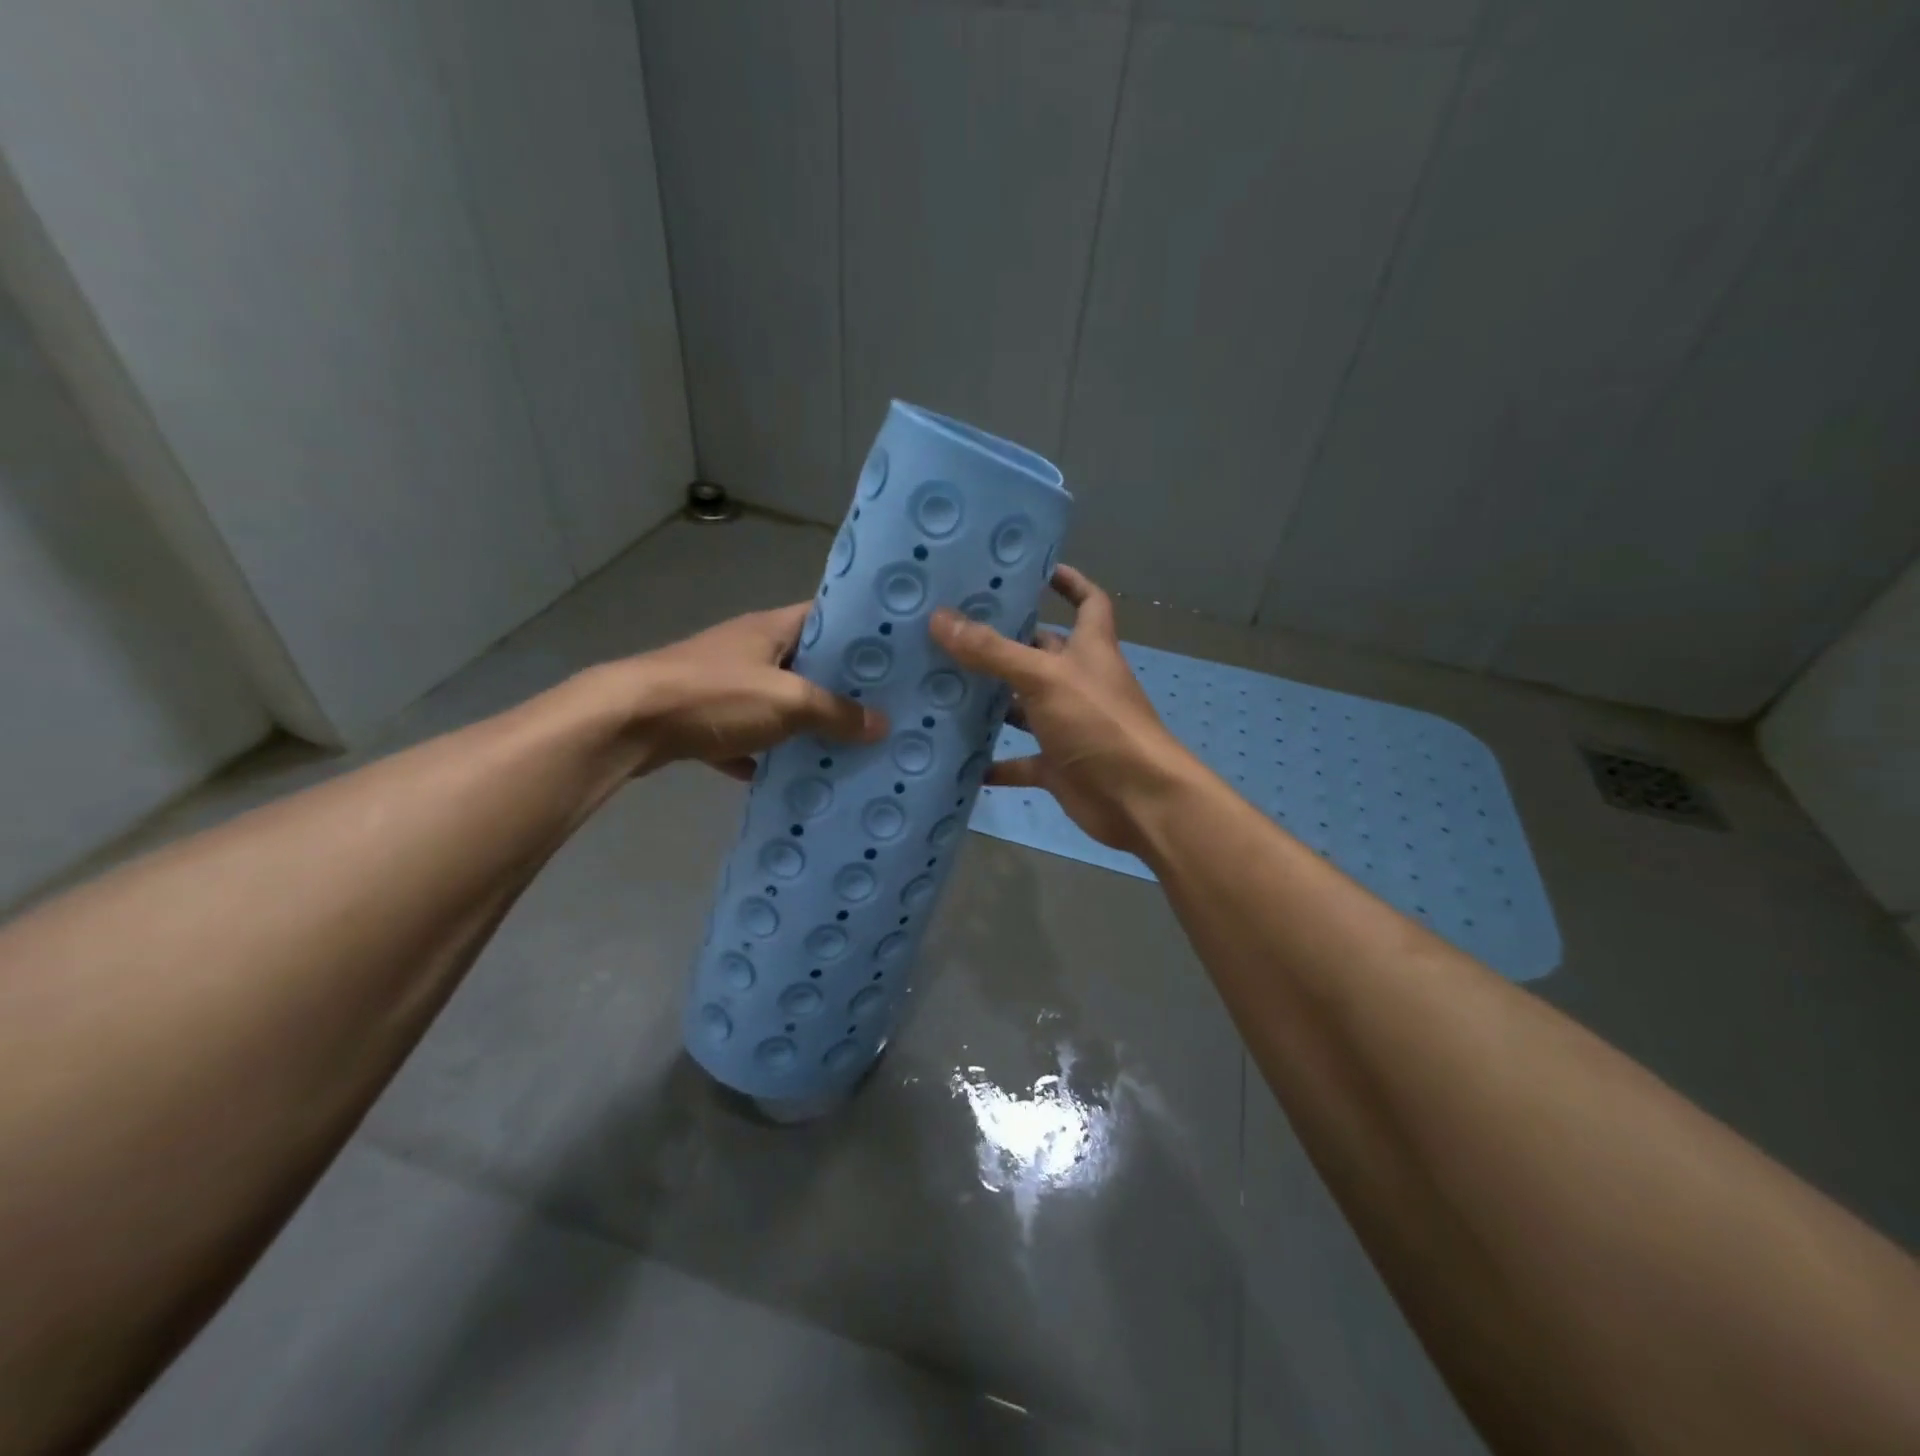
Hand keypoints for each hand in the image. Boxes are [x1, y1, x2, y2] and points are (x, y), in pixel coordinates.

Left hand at [597, 602, 886, 778]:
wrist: (626, 723)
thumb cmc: (715, 696)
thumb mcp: (788, 702)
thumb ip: (836, 713)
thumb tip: (883, 725)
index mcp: (771, 628)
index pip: (826, 616)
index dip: (860, 632)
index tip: (895, 656)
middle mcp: (748, 649)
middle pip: (805, 663)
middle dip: (840, 687)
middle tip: (882, 709)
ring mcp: (722, 683)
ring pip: (776, 701)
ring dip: (803, 723)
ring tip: (846, 745)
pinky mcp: (702, 717)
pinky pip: (745, 735)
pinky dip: (762, 754)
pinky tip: (785, 776)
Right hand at [930, 565, 1200, 854]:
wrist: (1138, 800)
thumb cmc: (1099, 724)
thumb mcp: (1044, 678)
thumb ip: (993, 652)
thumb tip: (940, 618)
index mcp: (1090, 649)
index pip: (1089, 602)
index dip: (1071, 583)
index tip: (1037, 571)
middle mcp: (1079, 683)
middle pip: (1043, 653)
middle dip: (1006, 644)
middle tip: (954, 631)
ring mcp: (1068, 726)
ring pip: (1025, 708)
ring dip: (993, 703)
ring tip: (943, 688)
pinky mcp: (1058, 766)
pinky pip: (1021, 761)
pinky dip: (995, 763)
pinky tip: (960, 760)